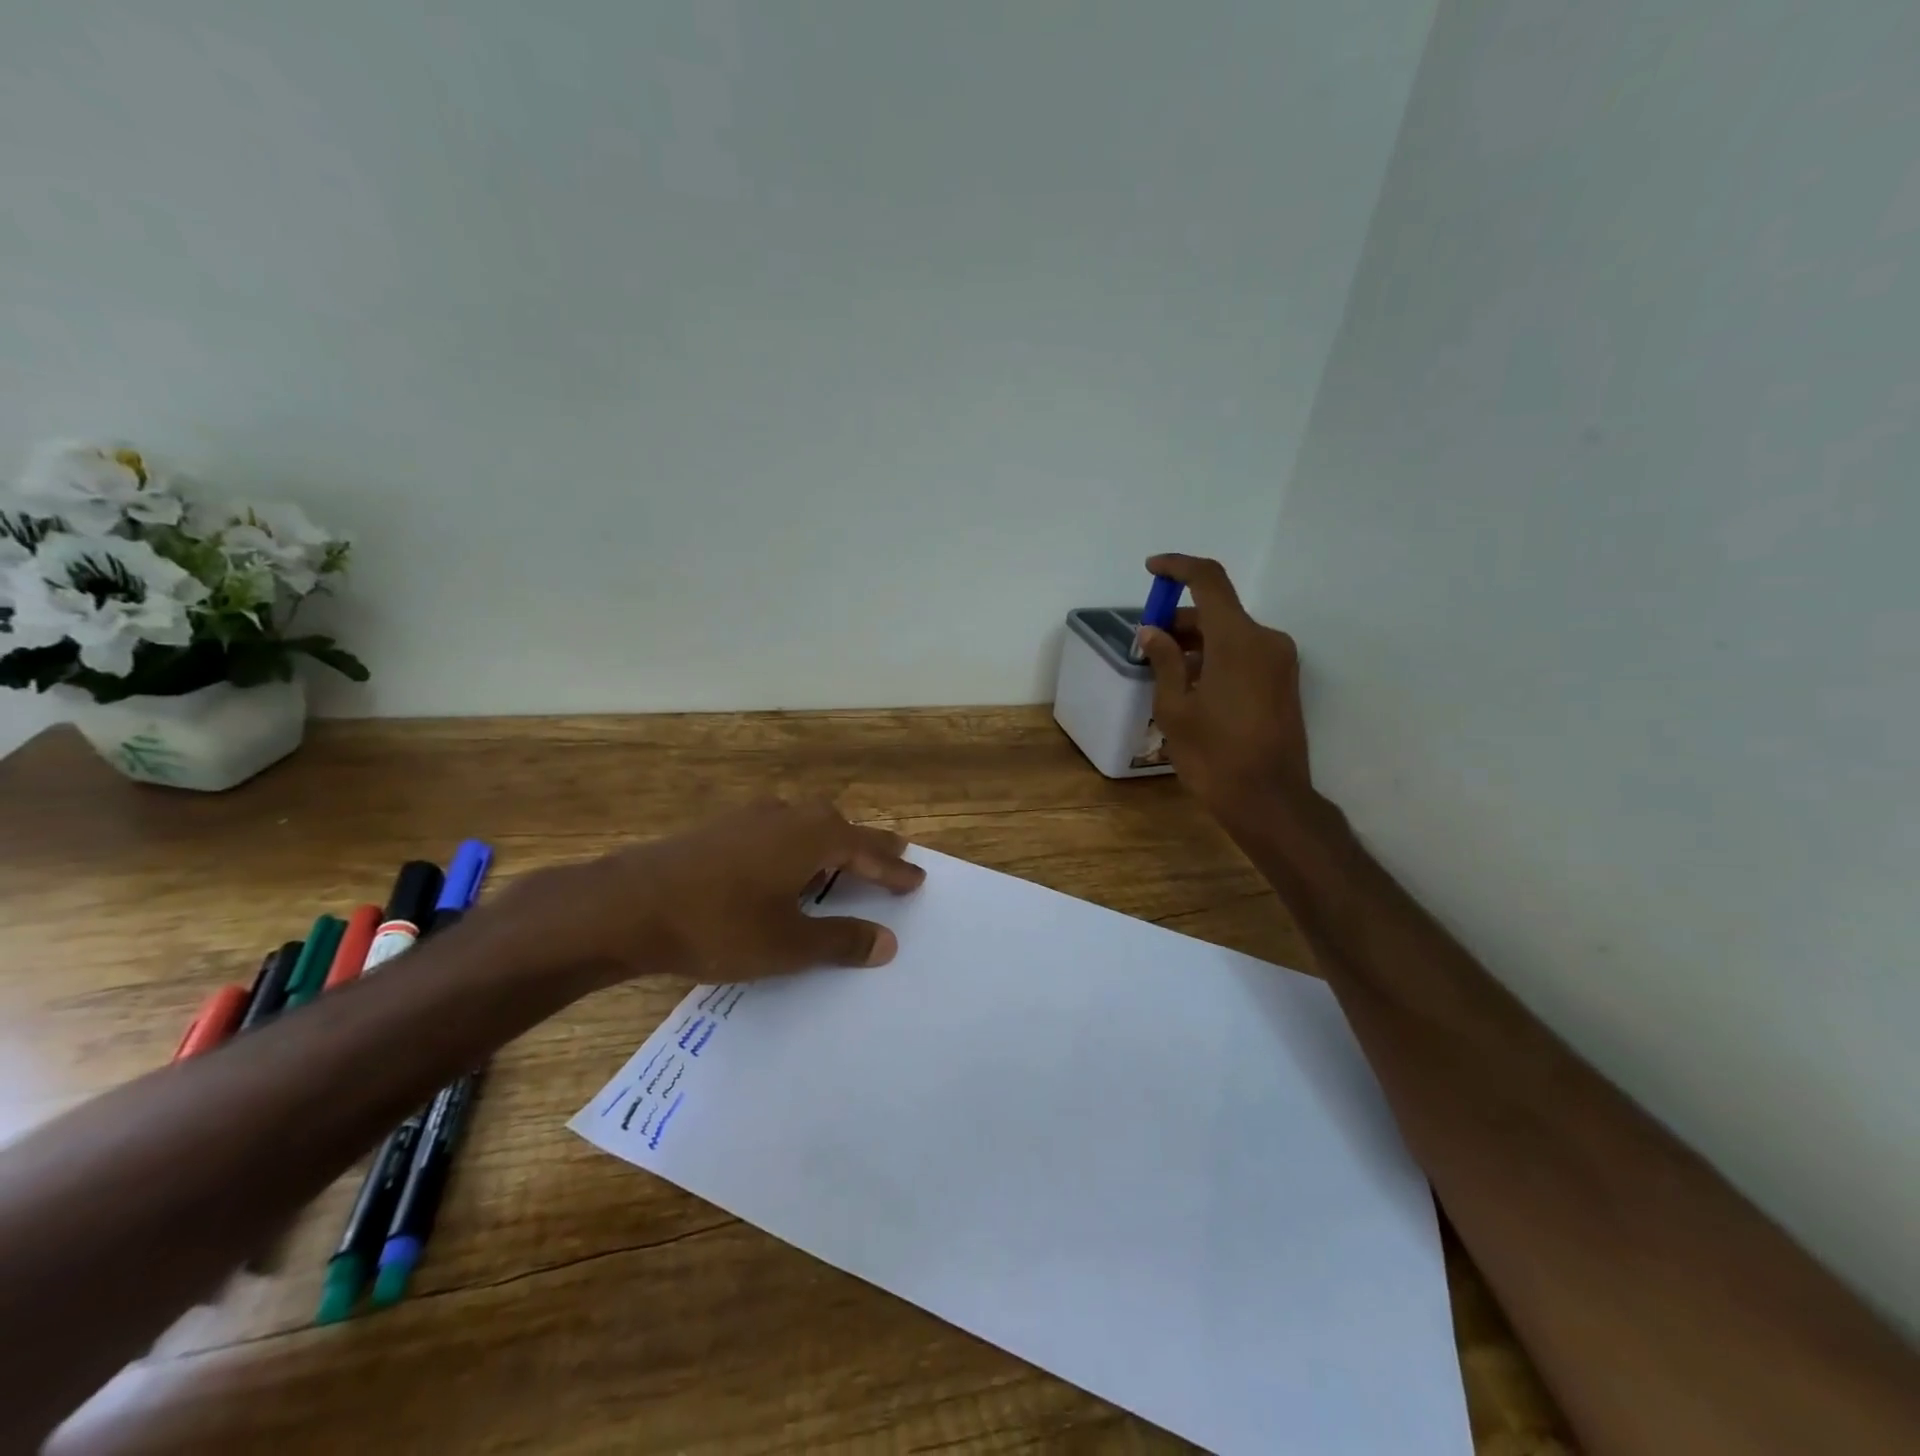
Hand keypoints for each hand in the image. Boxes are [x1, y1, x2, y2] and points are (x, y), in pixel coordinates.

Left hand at [500, 798, 925, 987]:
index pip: (869, 852)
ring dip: (832, 843)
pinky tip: (784, 864)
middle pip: (842, 828)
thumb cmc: (719, 925)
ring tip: (843, 861)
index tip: (918, 880)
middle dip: (869, 846)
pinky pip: (778, 830)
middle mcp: (789, 815)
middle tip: (894, 855)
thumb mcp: (789, 944)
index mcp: (814, 837)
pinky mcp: (721, 827)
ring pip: (807, 824)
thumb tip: (888, 942)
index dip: (895, 870)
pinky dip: (797, 845)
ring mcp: (751, 816)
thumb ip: (842, 940)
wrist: (628, 905)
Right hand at [1135, 554, 1313, 820]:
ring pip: (1230, 634)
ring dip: (1196, 642)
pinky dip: (1215, 657)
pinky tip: (1190, 684)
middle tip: (1145, 644)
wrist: (1270, 801)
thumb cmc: (1214, 756)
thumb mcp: (1175, 709)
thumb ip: (1164, 662)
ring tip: (1162, 669)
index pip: (1208, 580)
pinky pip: (1244, 654)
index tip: (1151, 568)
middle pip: (1218, 611)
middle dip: (1178, 619)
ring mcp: (1279, 662)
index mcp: (1238, 640)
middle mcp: (1266, 640)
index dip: (1177, 567)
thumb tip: (1151, 633)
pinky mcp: (1283, 682)